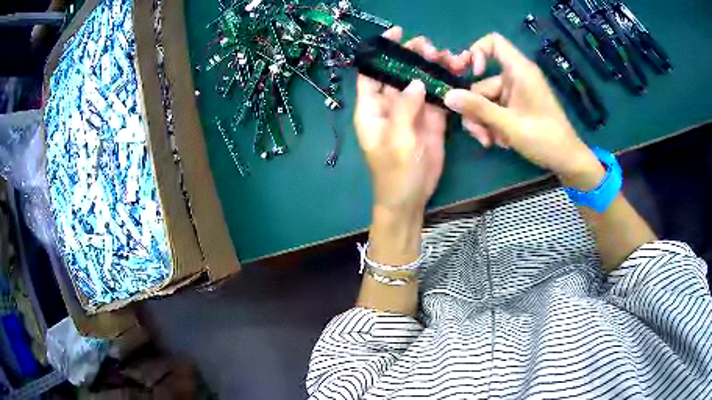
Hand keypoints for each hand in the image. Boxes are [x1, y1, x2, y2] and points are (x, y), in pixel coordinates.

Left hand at [354, 27, 469, 214]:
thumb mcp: (396, 141)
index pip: (372, 73)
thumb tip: (416, 80)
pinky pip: (436, 97)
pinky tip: (453, 72)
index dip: (381, 53)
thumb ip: (404, 109)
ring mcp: (412, 111)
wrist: (411, 198)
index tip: (396, 35)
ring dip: (430, 68)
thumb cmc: (395, 173)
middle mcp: (390, 106)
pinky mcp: (430, 120)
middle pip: (399, 73)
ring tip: (444, 55)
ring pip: (419, 82)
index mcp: (372, 109)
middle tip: (428, 45)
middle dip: (411, 57)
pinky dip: (444, 85)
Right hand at [443, 33, 603, 189]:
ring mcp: (516, 93)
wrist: (567, 160)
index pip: (493, 42)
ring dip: (484, 122)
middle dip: (476, 109)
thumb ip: (477, 108)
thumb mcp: (508, 124)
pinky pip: (495, 109)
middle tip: (480, 134)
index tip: (471, 74)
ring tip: (491, 142)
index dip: (477, 52)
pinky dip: (493, 125)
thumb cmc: (544, 138)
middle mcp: (516, 78)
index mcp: (519, 71)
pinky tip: (500, 141)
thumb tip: (447, 96)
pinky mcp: (517, 107)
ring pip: (486, 100)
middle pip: (482, 82)